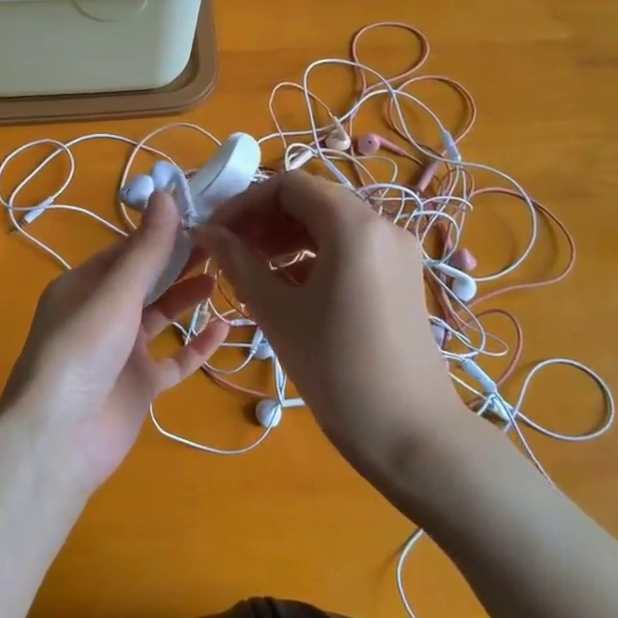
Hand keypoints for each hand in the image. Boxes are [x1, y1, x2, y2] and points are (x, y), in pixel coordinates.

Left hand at [0, 191, 227, 493]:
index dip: (161, 233)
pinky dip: (197, 345)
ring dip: (187, 297)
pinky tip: (223, 328)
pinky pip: (174, 359)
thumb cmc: (81, 353)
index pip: (126, 251)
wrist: (59, 439)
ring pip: (160, 317)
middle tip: (222, 242)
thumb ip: (146, 250)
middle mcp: (101, 315)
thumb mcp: (115, 294)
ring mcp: (121, 352)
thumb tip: (165, 194)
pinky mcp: (140, 385)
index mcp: (84, 287)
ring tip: (224, 275)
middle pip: (146, 281)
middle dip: (179, 262)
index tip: (200, 215)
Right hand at [199, 172, 470, 485]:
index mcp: (353, 225)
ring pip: (330, 224)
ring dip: (286, 237)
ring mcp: (397, 250)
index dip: (244, 202)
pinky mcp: (402, 275)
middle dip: (264, 220)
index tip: (214, 230)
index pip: (288, 185)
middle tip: (227, 251)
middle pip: (312, 201)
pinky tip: (286, 284)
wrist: (410, 432)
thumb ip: (239, 263)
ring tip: (250, 269)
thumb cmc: (336, 370)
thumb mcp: (278, 313)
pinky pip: (350, 248)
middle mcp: (382, 224)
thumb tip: (206, 232)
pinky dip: (314, 256)